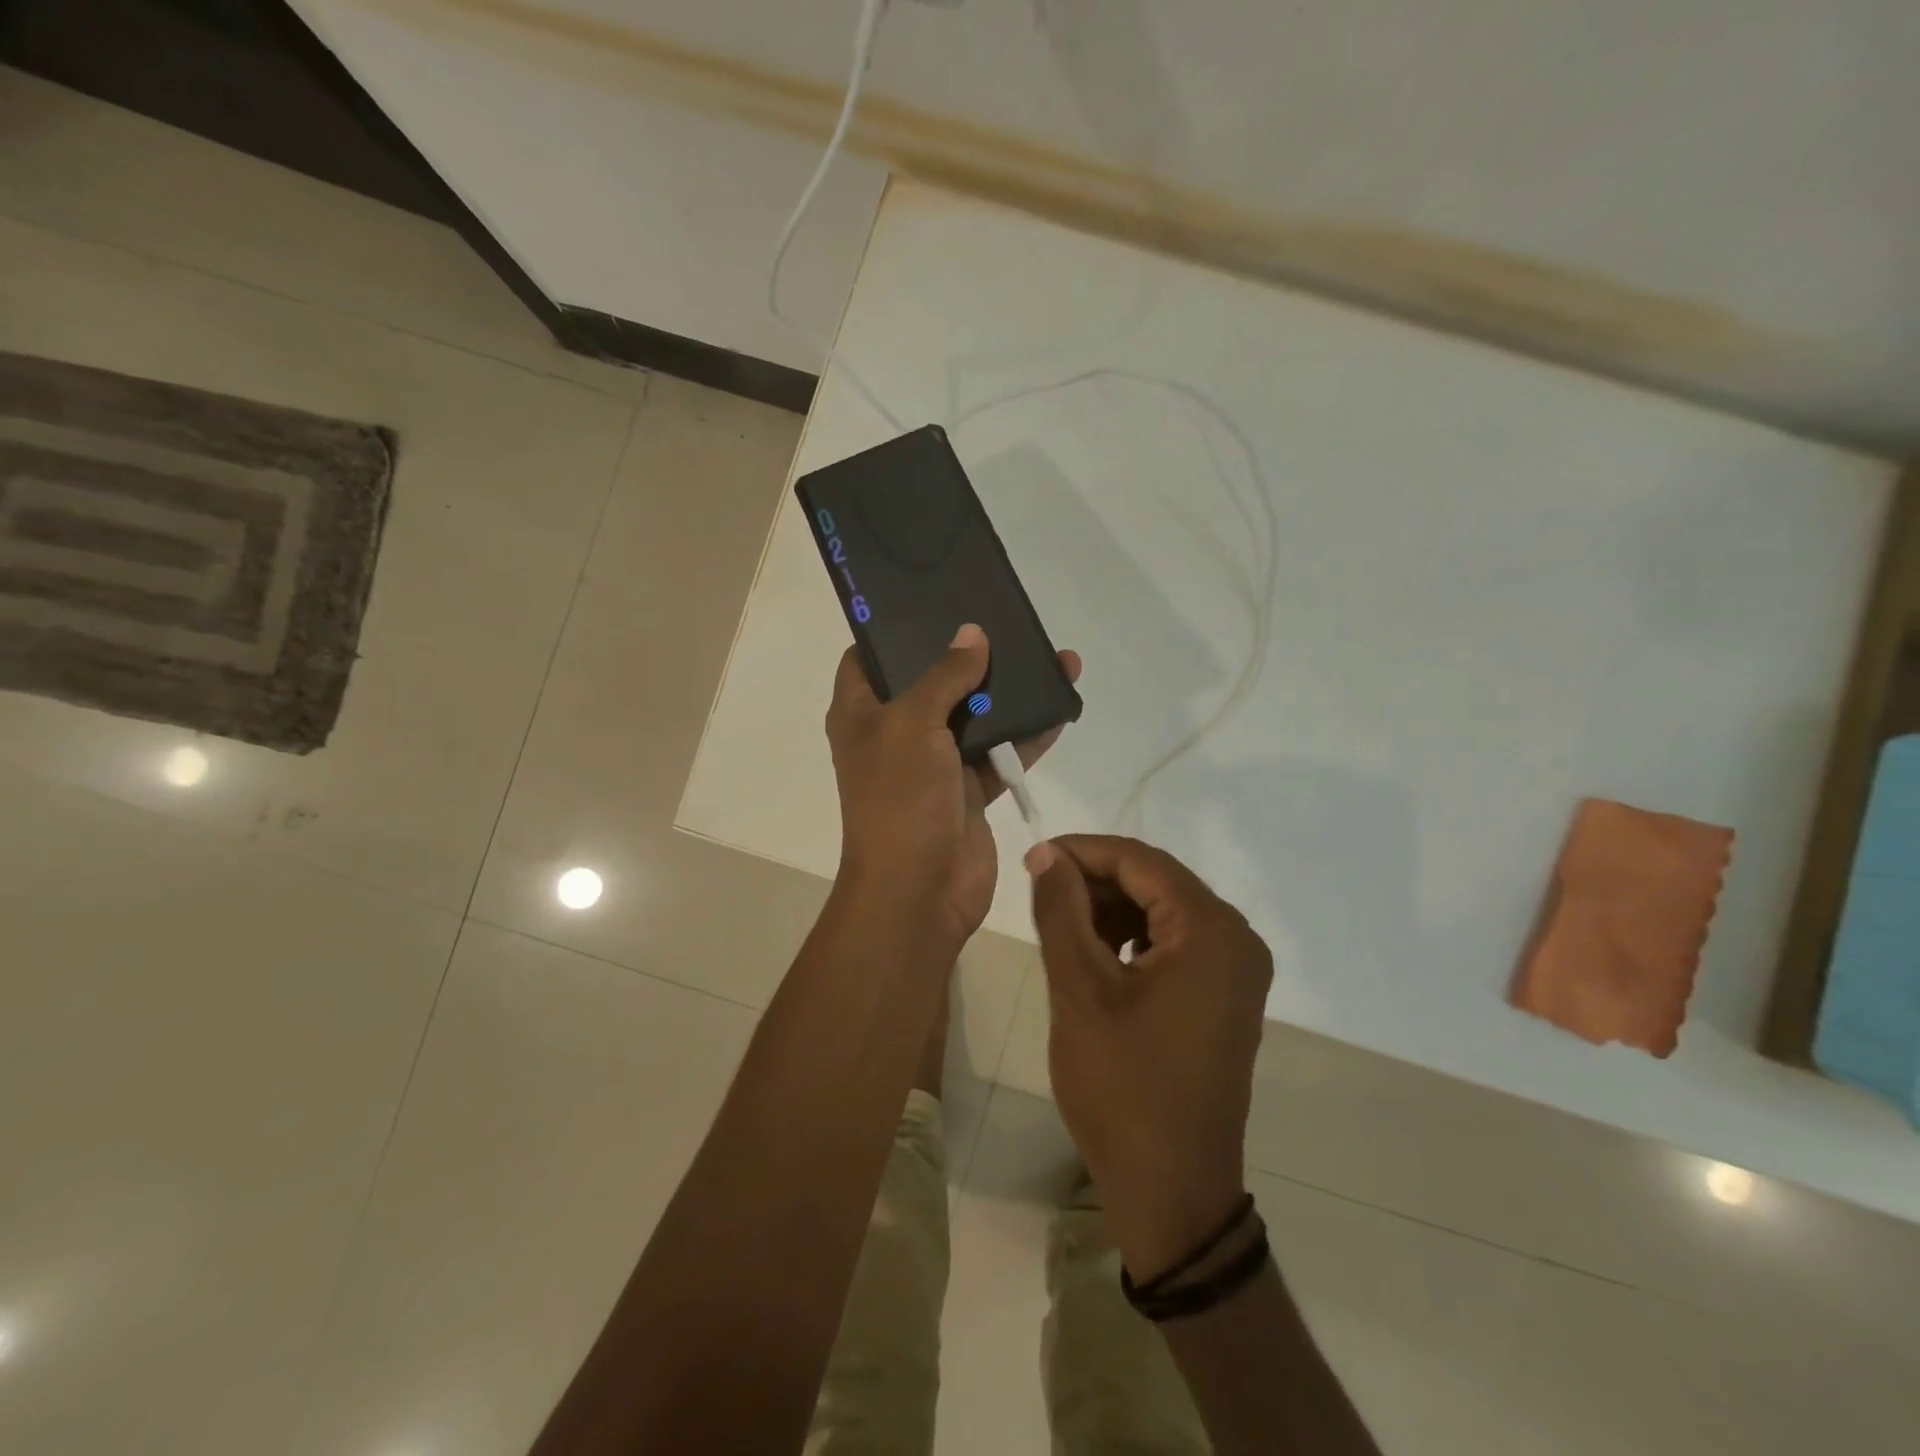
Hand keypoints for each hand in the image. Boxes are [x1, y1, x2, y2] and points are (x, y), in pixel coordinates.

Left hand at [827, 625, 1079, 949]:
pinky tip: (1061, 705)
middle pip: (930, 681)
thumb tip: (972, 634)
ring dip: (1009, 691)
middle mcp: (894, 733)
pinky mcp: (968, 789)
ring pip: (973, 715)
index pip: (868, 658)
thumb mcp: (913, 724)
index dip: (892, 629)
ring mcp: (933, 763)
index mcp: (861, 714)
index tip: (930, 600)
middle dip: (966, 654)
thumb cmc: (899, 798)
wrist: (920, 892)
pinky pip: (1001, 751)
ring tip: (1050, 656)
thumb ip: (944, 675)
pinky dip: (1028, 733)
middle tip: (1004, 617)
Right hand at [1027, 835, 1272, 1281]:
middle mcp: (1236, 939)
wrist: (1172, 1191)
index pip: (1141, 861)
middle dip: (1097, 880)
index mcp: (1211, 931)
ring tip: (1064, 928)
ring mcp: (1237, 971)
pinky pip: (1176, 943)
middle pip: (1157, 881)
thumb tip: (1046, 854)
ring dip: (1112, 908)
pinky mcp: (1226, 996)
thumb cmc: (1122, 1088)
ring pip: (1164, 910)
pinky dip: (1133, 938)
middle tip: (1042, 896)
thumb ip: (1061, 910)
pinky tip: (1098, 957)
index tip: (1033, 859)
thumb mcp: (1080, 990)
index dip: (1083, 851)